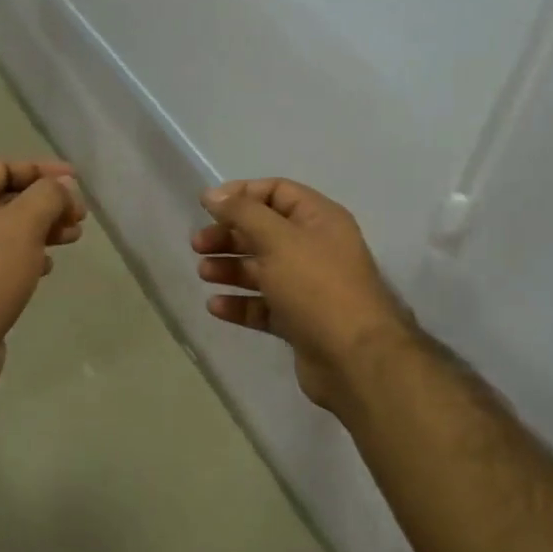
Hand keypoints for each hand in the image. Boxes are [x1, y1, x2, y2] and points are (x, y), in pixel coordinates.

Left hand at [0, 159, 86, 392]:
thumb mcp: (24, 224)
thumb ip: (49, 195)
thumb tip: (65, 186)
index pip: (3, 167)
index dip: (42, 169)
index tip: (77, 181)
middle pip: (6, 198)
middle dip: (47, 202)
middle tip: (79, 216)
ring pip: (7, 230)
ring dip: (42, 229)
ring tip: (73, 238)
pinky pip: (1, 258)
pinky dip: (27, 255)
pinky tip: (47, 267)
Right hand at [191, 178, 416, 415]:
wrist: (354, 359)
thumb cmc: (316, 287)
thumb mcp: (278, 239)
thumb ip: (242, 212)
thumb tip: (212, 194)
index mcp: (319, 219)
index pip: (277, 192)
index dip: (242, 194)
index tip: (207, 206)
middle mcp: (315, 248)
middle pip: (264, 231)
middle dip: (230, 235)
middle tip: (197, 245)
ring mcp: (308, 287)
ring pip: (261, 269)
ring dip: (231, 268)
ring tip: (204, 273)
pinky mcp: (299, 321)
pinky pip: (264, 305)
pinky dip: (240, 303)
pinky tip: (216, 306)